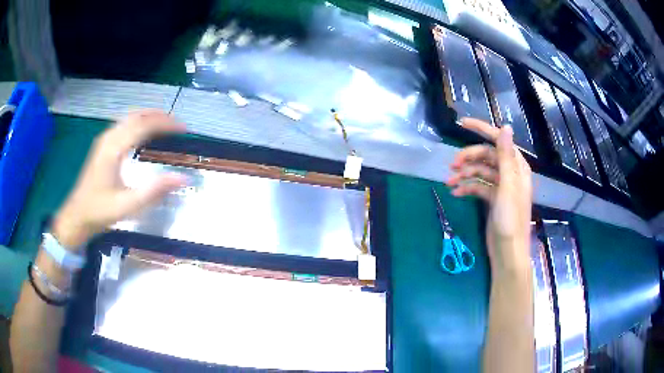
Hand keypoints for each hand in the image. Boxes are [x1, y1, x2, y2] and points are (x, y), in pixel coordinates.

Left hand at [52, 110, 186, 249]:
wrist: (77, 216)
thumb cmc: (100, 212)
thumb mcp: (128, 206)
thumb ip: (154, 191)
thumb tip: (183, 178)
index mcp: (114, 148)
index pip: (143, 125)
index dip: (165, 123)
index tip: (184, 128)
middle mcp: (109, 138)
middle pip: (137, 115)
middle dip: (159, 116)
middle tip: (178, 125)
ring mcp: (104, 140)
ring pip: (130, 117)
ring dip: (149, 117)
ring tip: (166, 125)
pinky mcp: (103, 146)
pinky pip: (124, 124)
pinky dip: (139, 122)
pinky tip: (144, 133)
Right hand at [448, 118, 531, 269]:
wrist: (507, 251)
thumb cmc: (510, 219)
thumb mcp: (508, 186)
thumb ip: (505, 156)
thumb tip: (506, 126)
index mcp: (516, 167)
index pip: (499, 141)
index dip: (482, 129)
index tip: (462, 124)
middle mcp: (509, 173)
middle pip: (486, 156)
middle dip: (468, 158)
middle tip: (451, 165)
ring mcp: (500, 187)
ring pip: (480, 172)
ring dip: (464, 175)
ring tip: (449, 182)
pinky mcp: (492, 199)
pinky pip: (477, 187)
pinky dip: (467, 188)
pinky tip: (456, 193)